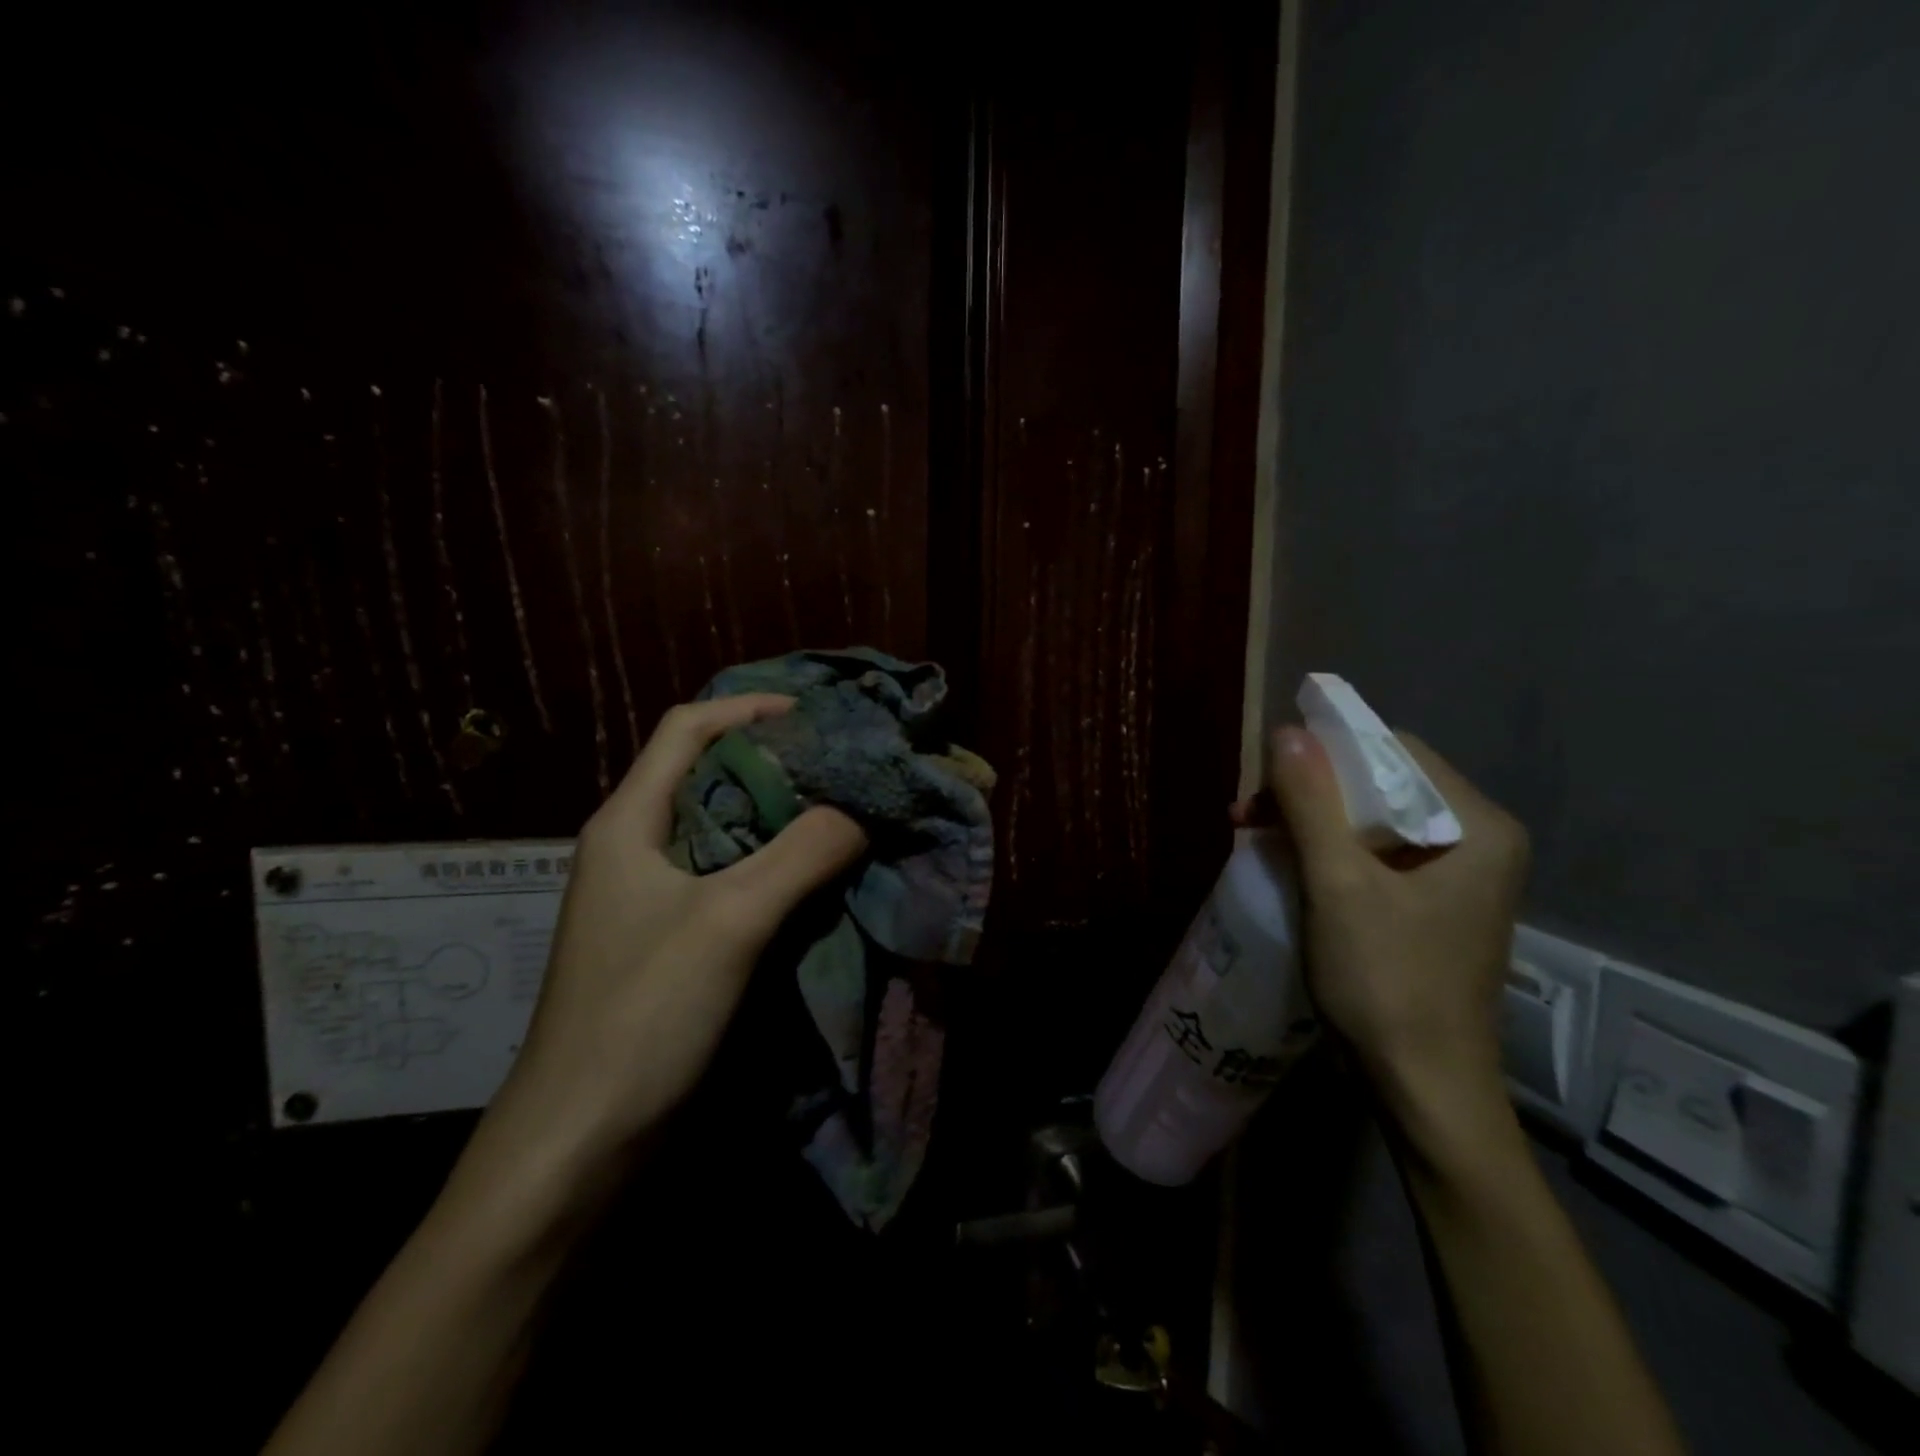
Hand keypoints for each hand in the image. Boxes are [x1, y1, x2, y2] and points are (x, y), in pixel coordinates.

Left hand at [479, 694, 867, 1183]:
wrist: (579, 1144)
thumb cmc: (642, 1015)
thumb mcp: (729, 920)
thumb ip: (799, 855)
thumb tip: (858, 810)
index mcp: (629, 822)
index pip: (687, 729)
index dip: (749, 708)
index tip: (815, 716)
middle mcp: (635, 847)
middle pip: (707, 775)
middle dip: (775, 761)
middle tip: (841, 765)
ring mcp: (649, 897)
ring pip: (722, 829)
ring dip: (778, 816)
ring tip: (841, 812)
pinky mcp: (669, 939)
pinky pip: (727, 878)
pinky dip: (772, 865)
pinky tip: (814, 877)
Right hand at [1254, 725, 1529, 1124]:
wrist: (1422, 1089)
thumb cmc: (1386, 983)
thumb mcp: (1338, 885)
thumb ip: (1311, 802)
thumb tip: (1285, 731)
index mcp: (1477, 827)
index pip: (1396, 752)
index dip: (1326, 752)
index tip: (1266, 776)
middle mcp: (1477, 841)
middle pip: (1381, 786)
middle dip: (1308, 791)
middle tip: (1248, 814)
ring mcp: (1456, 877)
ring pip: (1371, 821)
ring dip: (1309, 821)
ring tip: (1252, 835)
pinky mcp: (1430, 906)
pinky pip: (1372, 855)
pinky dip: (1325, 851)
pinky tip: (1285, 862)